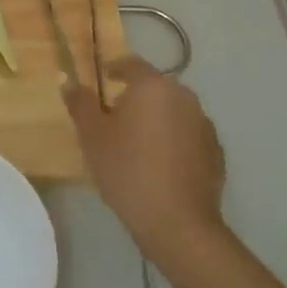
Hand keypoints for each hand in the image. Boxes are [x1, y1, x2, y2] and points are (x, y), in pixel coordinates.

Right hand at [63, 57, 225, 261]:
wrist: (177, 223)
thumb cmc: (127, 170)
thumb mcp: (92, 136)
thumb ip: (80, 104)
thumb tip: (69, 81)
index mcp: (153, 87)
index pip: (132, 64)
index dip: (115, 69)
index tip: (104, 78)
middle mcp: (184, 97)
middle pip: (156, 88)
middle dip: (137, 98)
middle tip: (116, 118)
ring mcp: (204, 125)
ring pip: (175, 112)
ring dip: (158, 120)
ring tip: (139, 145)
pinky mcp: (216, 152)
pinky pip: (189, 137)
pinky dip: (175, 142)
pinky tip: (162, 166)